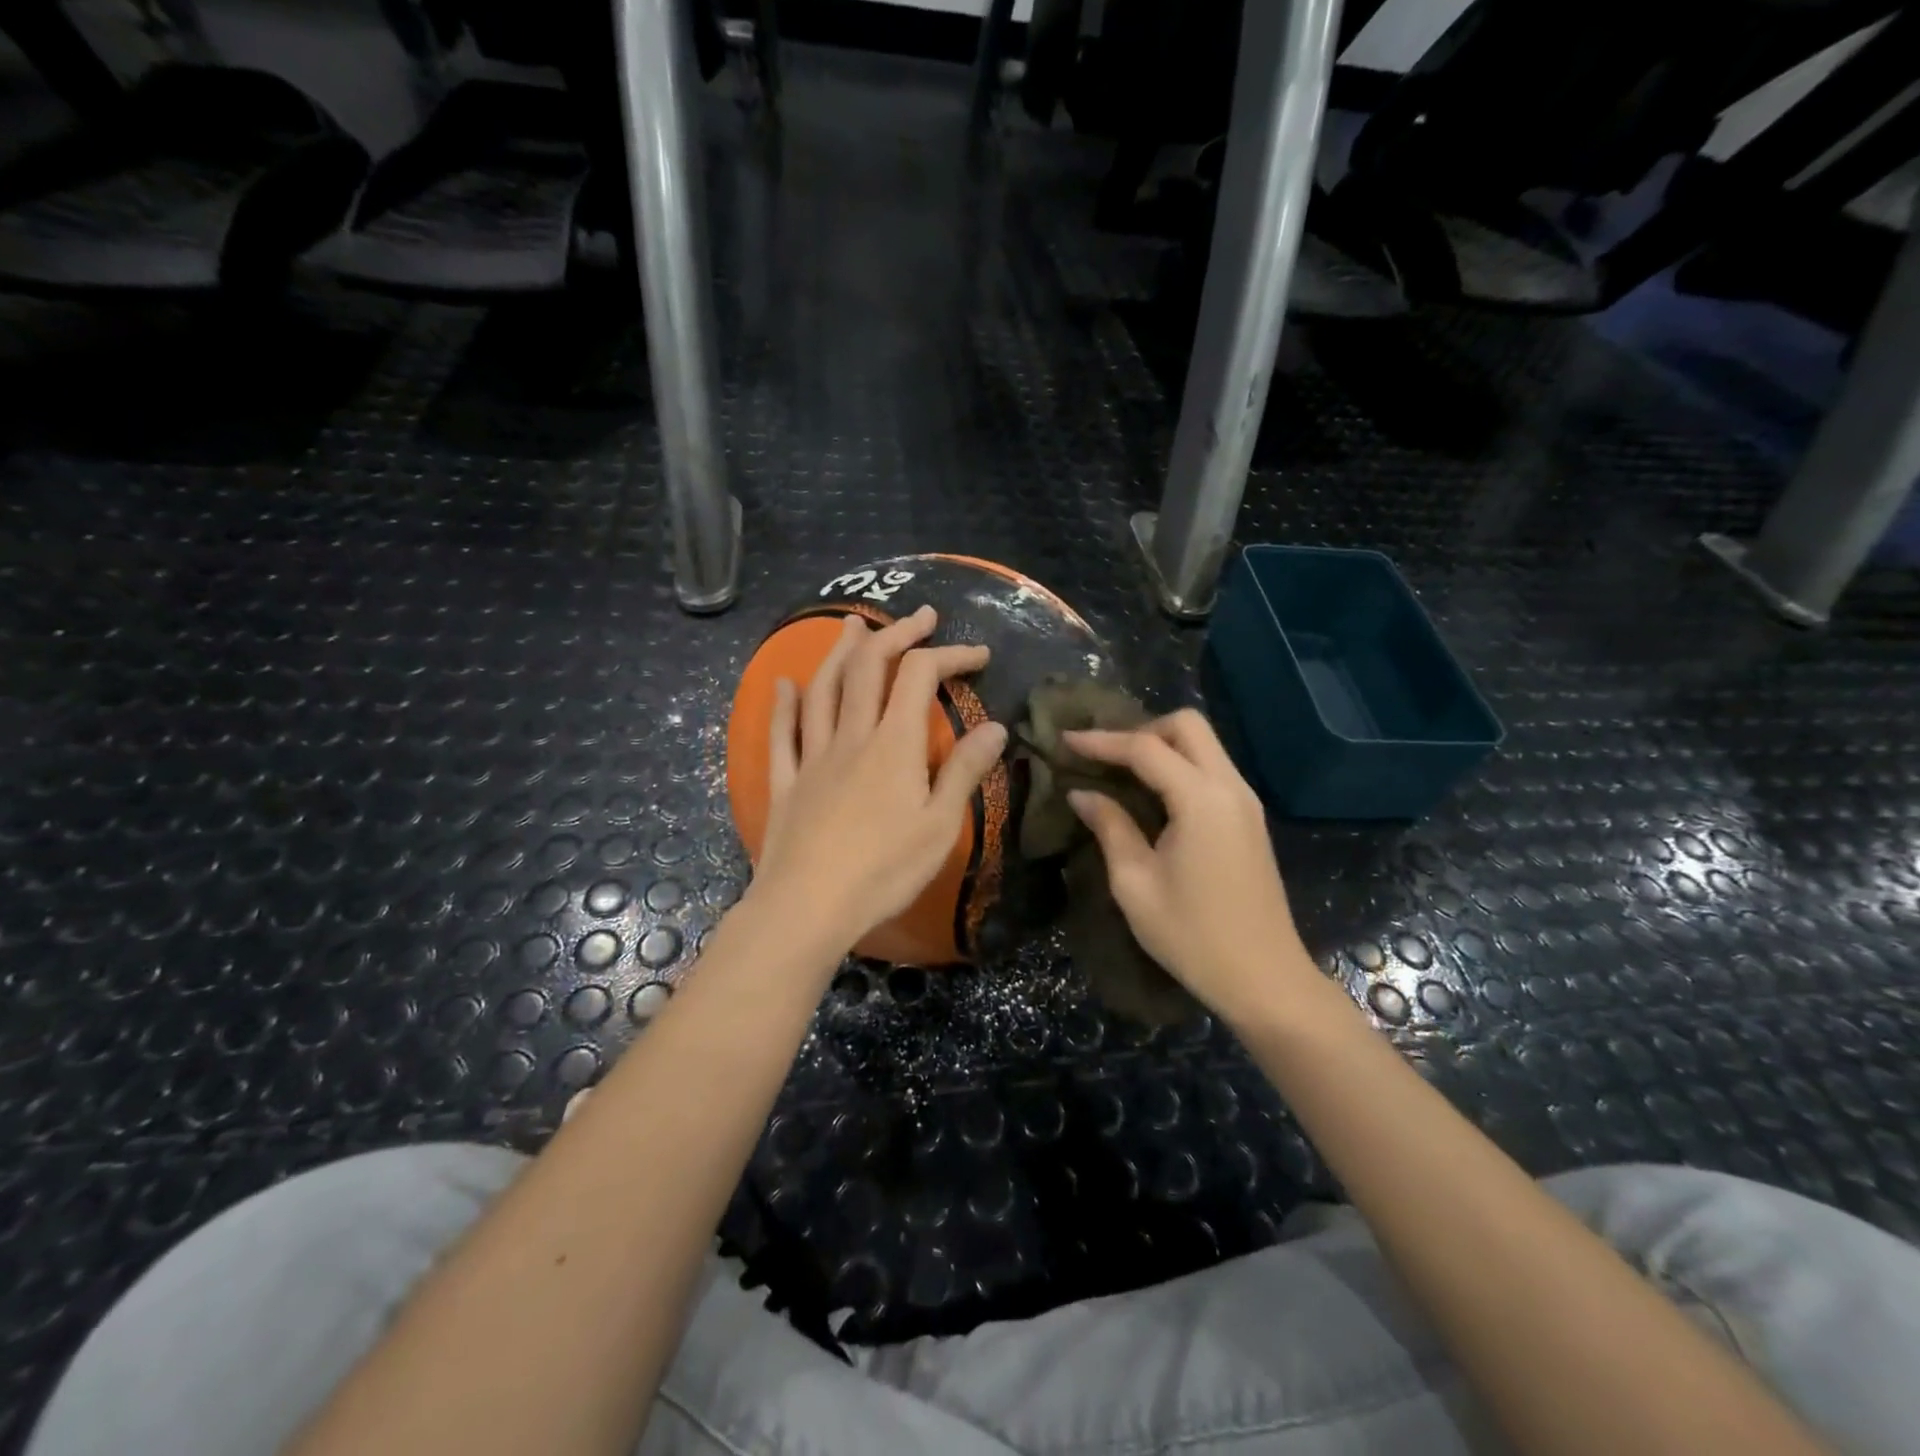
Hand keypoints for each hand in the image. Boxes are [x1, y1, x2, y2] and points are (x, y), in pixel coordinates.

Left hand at [750, 605, 1007, 951]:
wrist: (808, 907)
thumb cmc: (883, 871)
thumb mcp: (939, 826)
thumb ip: (964, 771)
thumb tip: (996, 727)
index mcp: (893, 744)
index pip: (920, 676)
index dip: (950, 654)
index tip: (978, 655)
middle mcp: (851, 736)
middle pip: (868, 667)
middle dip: (897, 633)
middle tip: (921, 617)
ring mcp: (812, 756)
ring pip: (823, 689)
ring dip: (841, 651)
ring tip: (855, 624)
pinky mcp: (786, 782)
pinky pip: (782, 733)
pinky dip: (782, 703)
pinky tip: (782, 683)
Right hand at [1065, 709, 1311, 1024]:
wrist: (1265, 979)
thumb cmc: (1192, 936)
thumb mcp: (1135, 884)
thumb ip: (1109, 827)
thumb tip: (1081, 793)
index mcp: (1201, 800)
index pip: (1145, 748)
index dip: (1102, 741)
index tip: (1065, 740)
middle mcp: (1230, 787)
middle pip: (1187, 726)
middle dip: (1141, 730)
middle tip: (1105, 757)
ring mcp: (1246, 801)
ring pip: (1204, 744)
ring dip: (1162, 746)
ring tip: (1121, 770)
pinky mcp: (1250, 818)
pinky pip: (1213, 769)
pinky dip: (1180, 765)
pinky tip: (1153, 793)